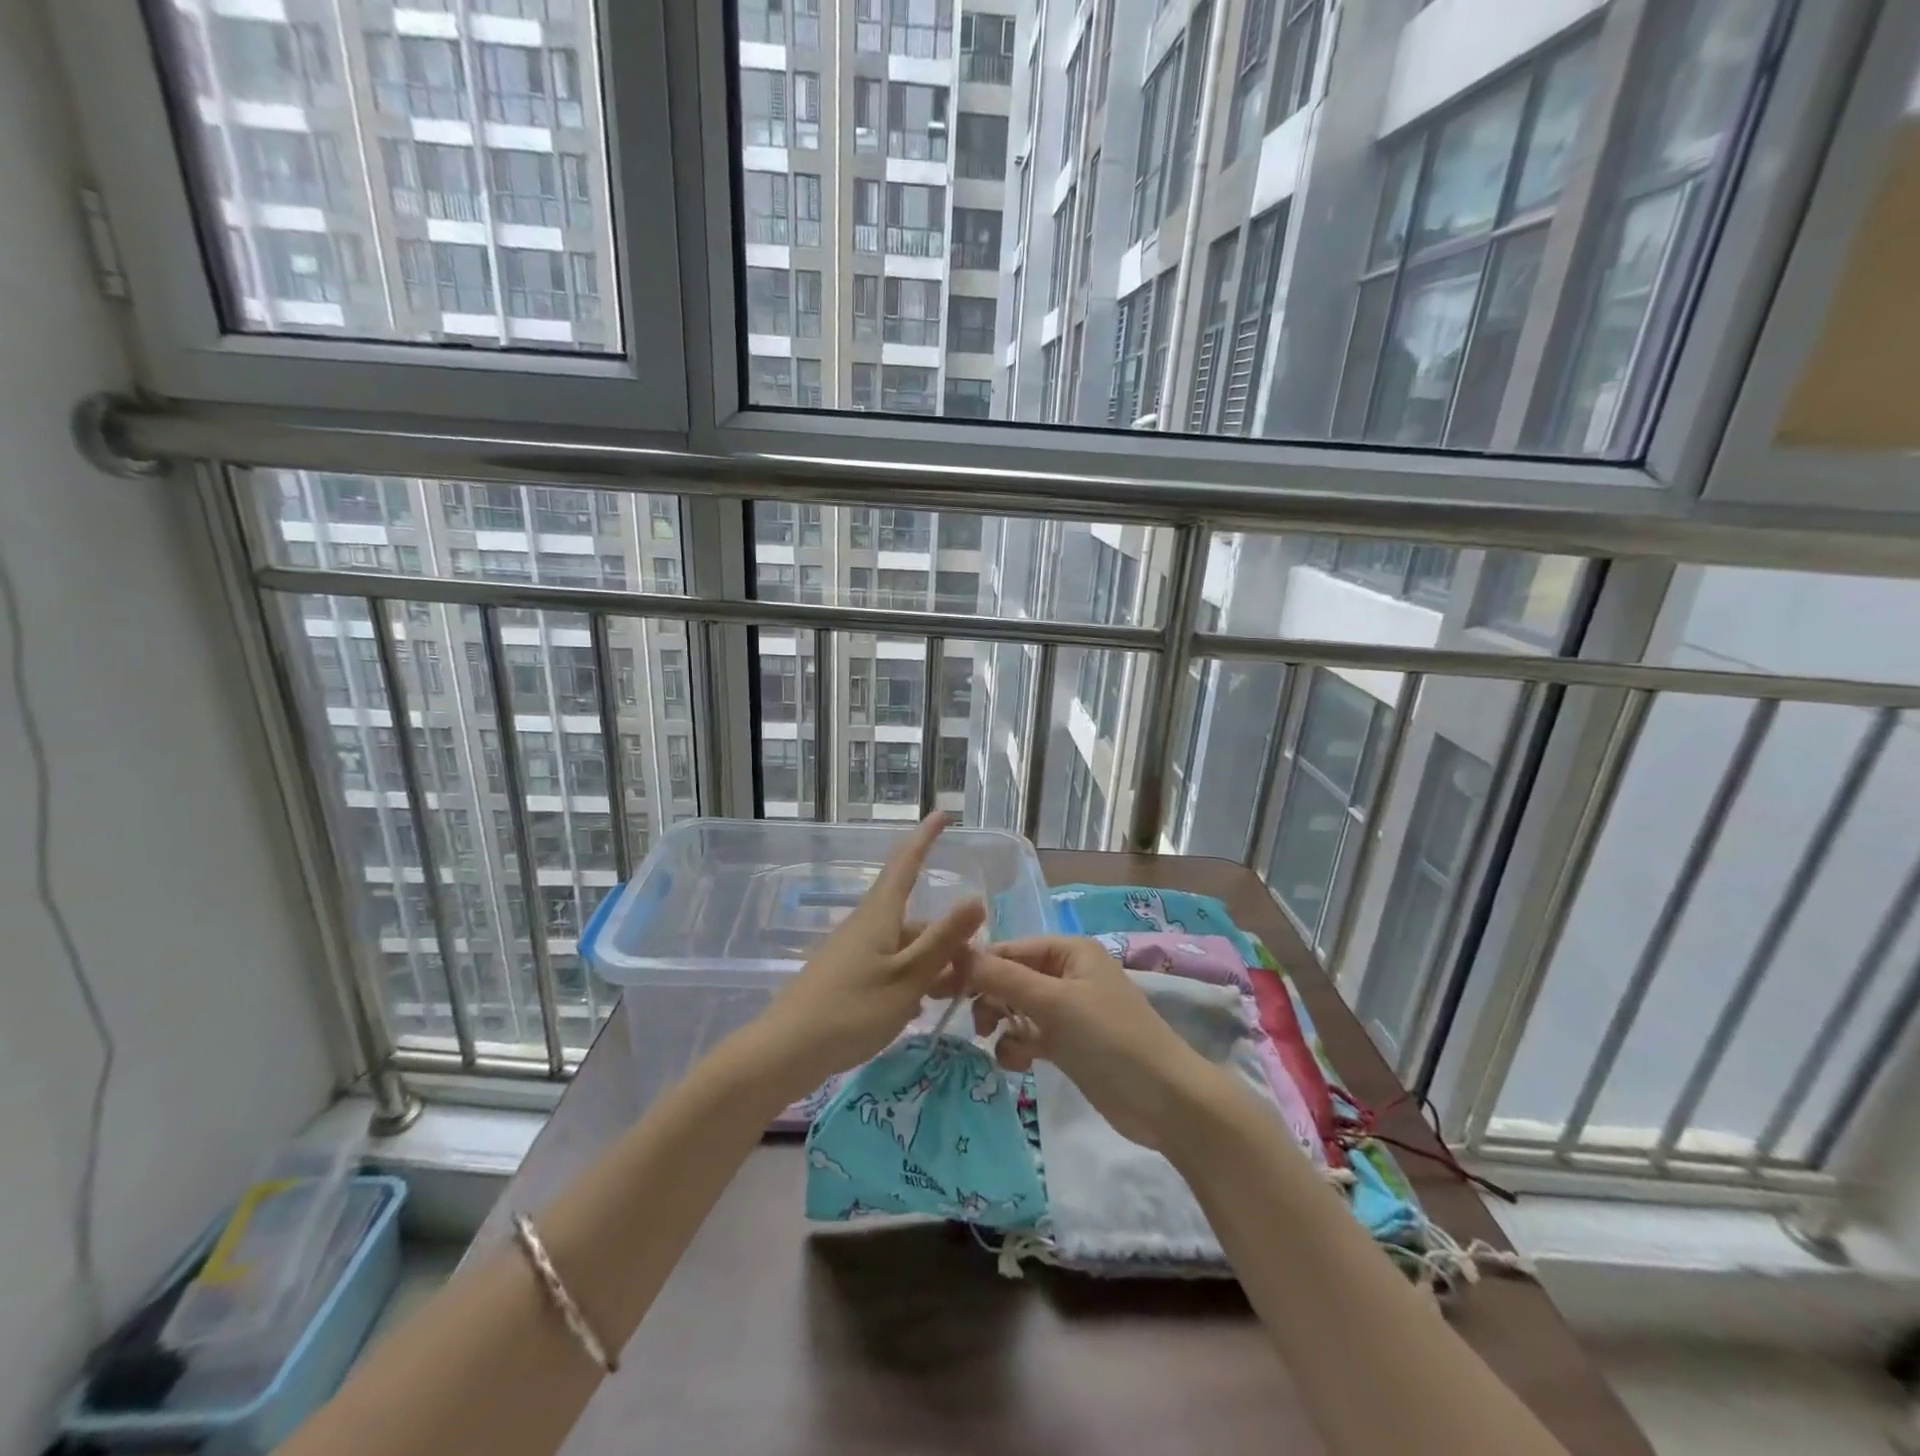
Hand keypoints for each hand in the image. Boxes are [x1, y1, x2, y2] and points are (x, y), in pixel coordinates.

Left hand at [748, 813, 983, 1100]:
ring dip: (931, 963)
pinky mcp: (846, 977)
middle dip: (946, 937)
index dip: (925, 838)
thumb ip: (942, 940)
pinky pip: (889, 966)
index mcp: (879, 916)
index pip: (906, 864)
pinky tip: (918, 1007)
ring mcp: (853, 952)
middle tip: (974, 969)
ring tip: (952, 994)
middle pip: (914, 919)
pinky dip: (910, 979)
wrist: (786, 1051)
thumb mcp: (908, 977)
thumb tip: (976, 899)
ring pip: (903, 946)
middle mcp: (866, 926)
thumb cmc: (851, 1010)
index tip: (942, 814)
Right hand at [961, 935, 1224, 1150]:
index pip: (1009, 949)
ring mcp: (1068, 1010)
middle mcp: (1066, 973)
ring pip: (1016, 1008)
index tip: (937, 987)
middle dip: (988, 997)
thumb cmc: (1111, 1038)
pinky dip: (1018, 1046)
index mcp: (1068, 951)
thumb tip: (956, 951)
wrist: (1165, 1101)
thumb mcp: (1054, 1003)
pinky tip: (1018, 1063)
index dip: (974, 966)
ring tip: (995, 1043)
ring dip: (1002, 1024)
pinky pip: (1029, 1035)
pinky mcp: (1068, 1043)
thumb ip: (1003, 978)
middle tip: (967, 1023)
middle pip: (1010, 977)